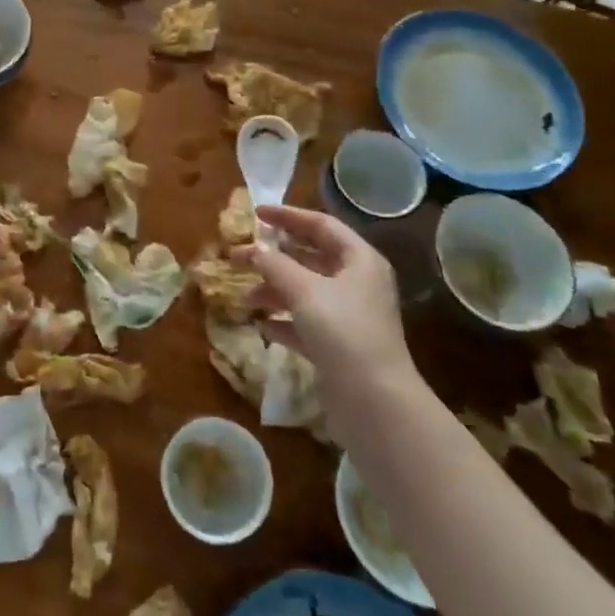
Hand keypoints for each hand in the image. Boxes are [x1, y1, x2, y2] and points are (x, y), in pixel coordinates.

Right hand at [233, 205, 415, 393]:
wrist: (374, 402)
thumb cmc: (343, 331)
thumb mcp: (304, 290)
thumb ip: (274, 264)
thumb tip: (251, 248)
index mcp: (359, 260)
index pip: (321, 225)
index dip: (288, 216)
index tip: (255, 213)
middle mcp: (357, 283)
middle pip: (311, 258)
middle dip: (274, 257)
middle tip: (240, 256)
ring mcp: (349, 317)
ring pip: (305, 292)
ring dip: (274, 290)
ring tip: (246, 297)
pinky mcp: (339, 347)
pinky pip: (306, 323)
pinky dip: (284, 320)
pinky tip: (262, 325)